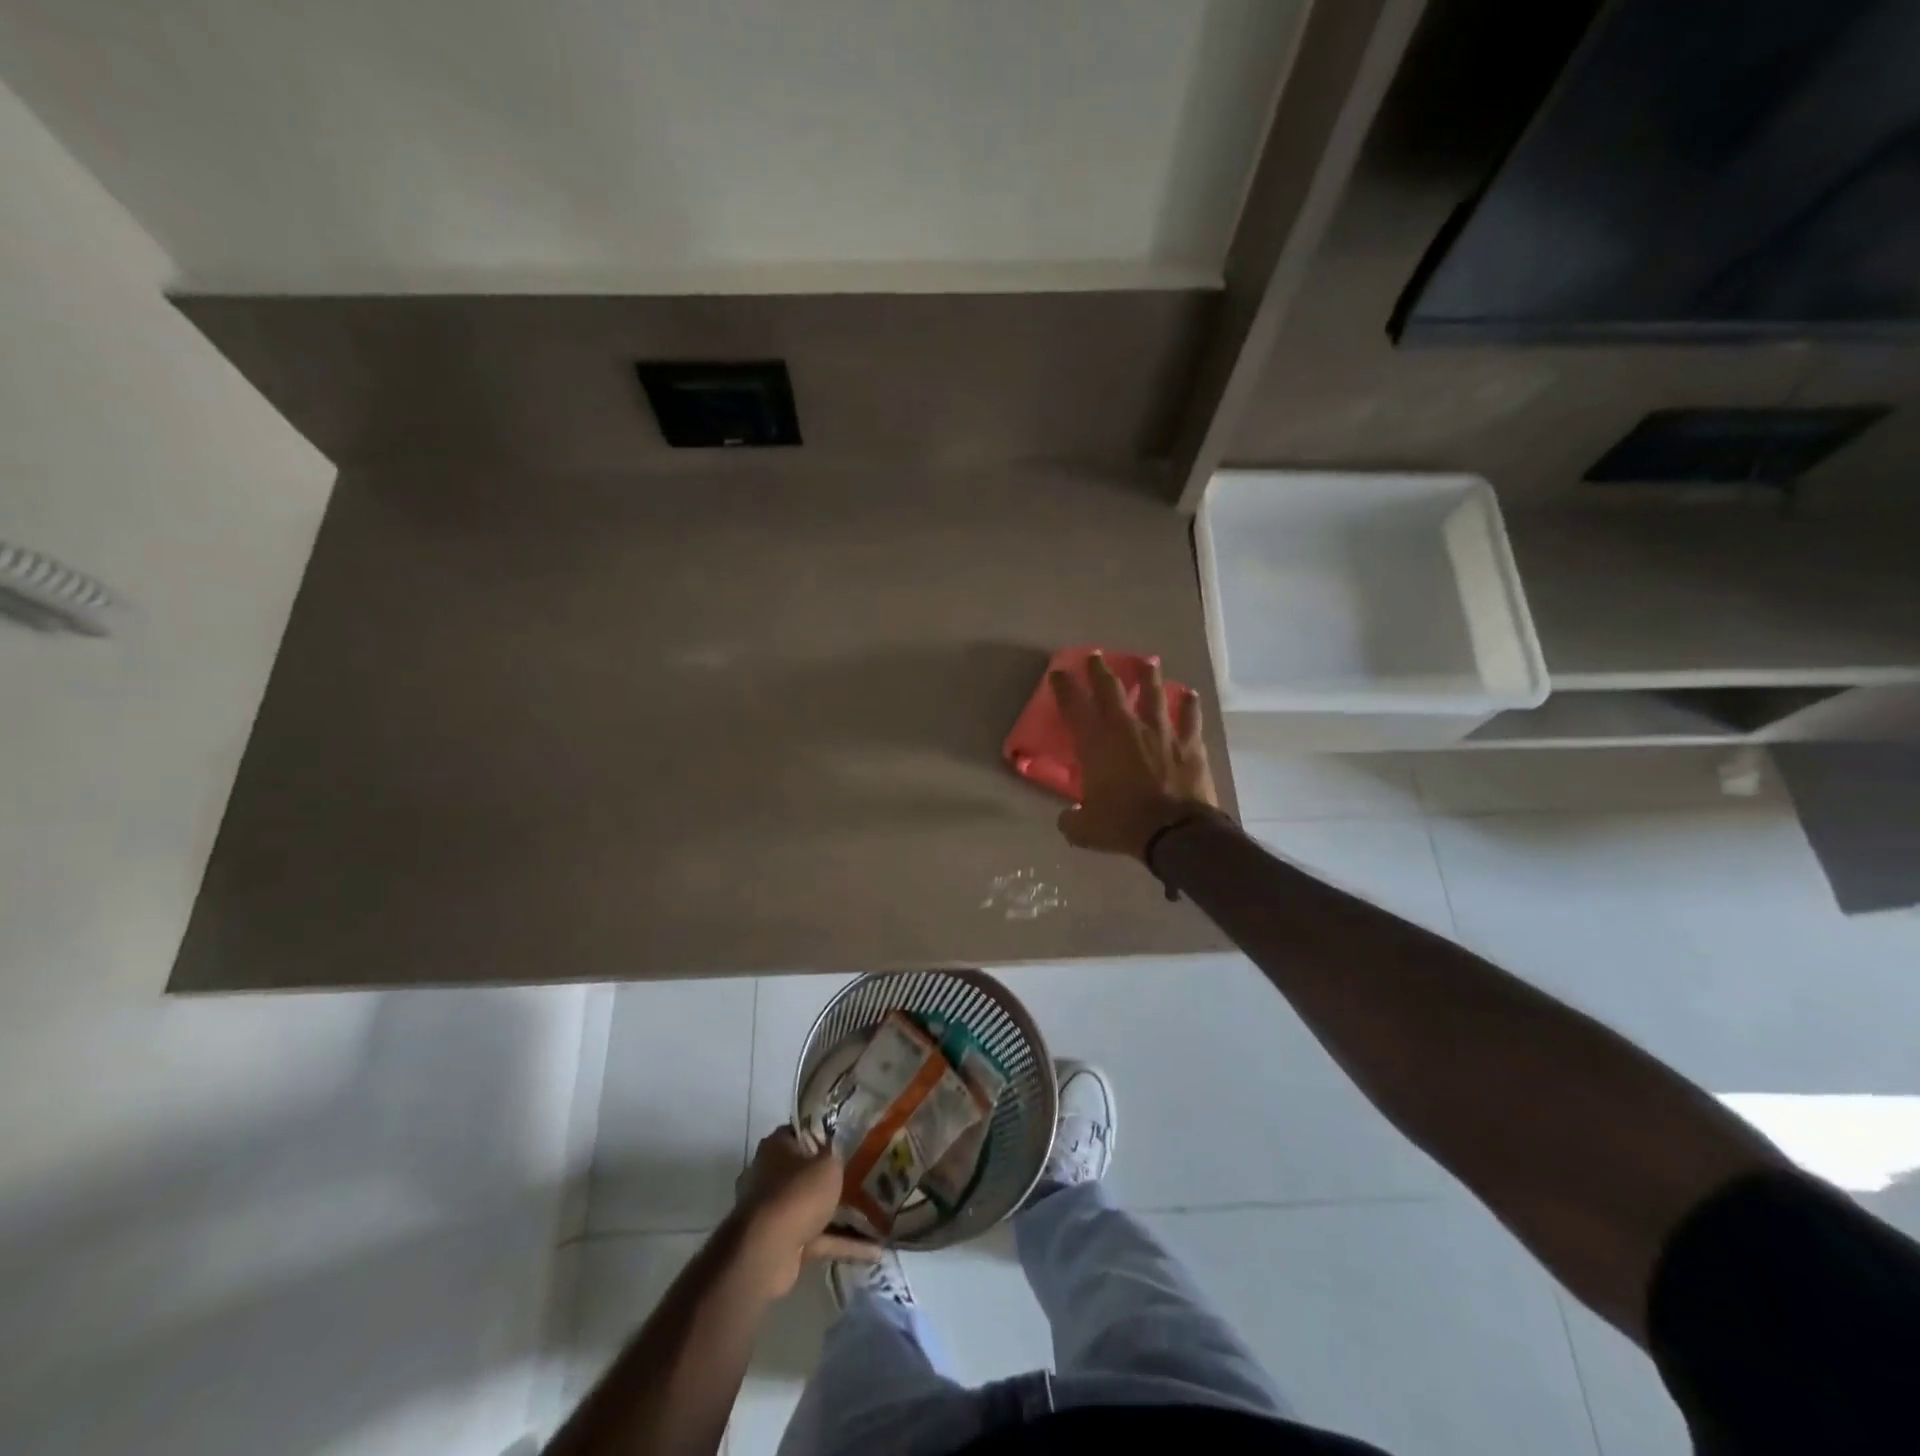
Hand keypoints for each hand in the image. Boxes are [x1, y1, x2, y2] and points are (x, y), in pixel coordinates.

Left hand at [730, 1127, 878, 1297]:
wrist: (767, 1252)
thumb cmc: (797, 1193)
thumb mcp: (828, 1163)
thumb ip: (836, 1155)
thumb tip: (837, 1151)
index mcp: (776, 1146)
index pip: (803, 1131)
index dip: (826, 1133)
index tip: (851, 1137)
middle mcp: (771, 1175)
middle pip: (807, 1170)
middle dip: (833, 1175)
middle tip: (866, 1173)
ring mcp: (775, 1211)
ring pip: (813, 1206)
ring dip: (840, 1212)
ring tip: (876, 1212)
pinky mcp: (784, 1242)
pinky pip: (819, 1238)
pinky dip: (842, 1242)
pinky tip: (873, 1249)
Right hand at [1050, 651, 1218, 859]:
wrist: (1175, 832)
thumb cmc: (1123, 825)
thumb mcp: (1085, 829)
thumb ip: (1072, 820)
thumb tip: (1068, 819)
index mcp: (1096, 744)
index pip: (1074, 706)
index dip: (1064, 687)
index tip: (1059, 672)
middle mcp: (1126, 728)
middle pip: (1111, 689)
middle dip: (1100, 670)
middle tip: (1095, 656)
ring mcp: (1161, 733)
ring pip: (1154, 694)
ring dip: (1149, 676)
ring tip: (1148, 662)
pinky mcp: (1189, 744)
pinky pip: (1190, 719)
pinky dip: (1189, 706)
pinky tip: (1191, 695)